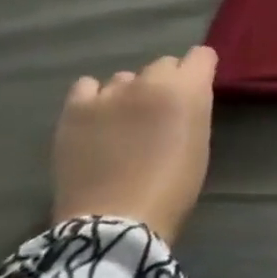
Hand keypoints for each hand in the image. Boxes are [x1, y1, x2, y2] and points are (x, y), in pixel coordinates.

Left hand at [52, 46, 217, 244]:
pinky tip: (96, 119)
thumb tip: (183, 97)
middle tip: (159, 113)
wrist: (117, 222)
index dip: (200, 70)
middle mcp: (150, 81)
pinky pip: (86, 86)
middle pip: (163, 64)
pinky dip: (94, 98)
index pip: (201, 55)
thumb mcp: (200, 140)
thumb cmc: (174, 186)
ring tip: (123, 122)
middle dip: (165, 83)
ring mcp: (109, 94)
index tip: (196, 89)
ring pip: (125, 78)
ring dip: (129, 94)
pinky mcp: (75, 110)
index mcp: (187, 89)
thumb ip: (193, 108)